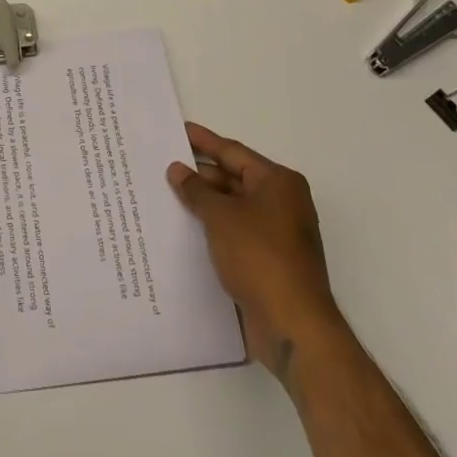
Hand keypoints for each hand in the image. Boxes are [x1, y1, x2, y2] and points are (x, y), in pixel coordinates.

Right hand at [166, 122, 343, 380]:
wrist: (293, 325)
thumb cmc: (259, 257)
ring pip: (233, 208)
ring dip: (204, 203)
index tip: (177, 130)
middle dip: (200, 174)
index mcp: (278, 182)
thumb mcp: (220, 216)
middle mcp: (282, 203)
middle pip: (234, 178)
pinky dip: (212, 228)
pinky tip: (184, 229)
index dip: (203, 141)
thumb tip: (177, 169)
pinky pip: (235, 233)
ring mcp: (277, 234)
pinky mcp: (269, 261)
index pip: (233, 152)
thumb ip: (196, 190)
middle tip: (162, 165)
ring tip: (166, 195)